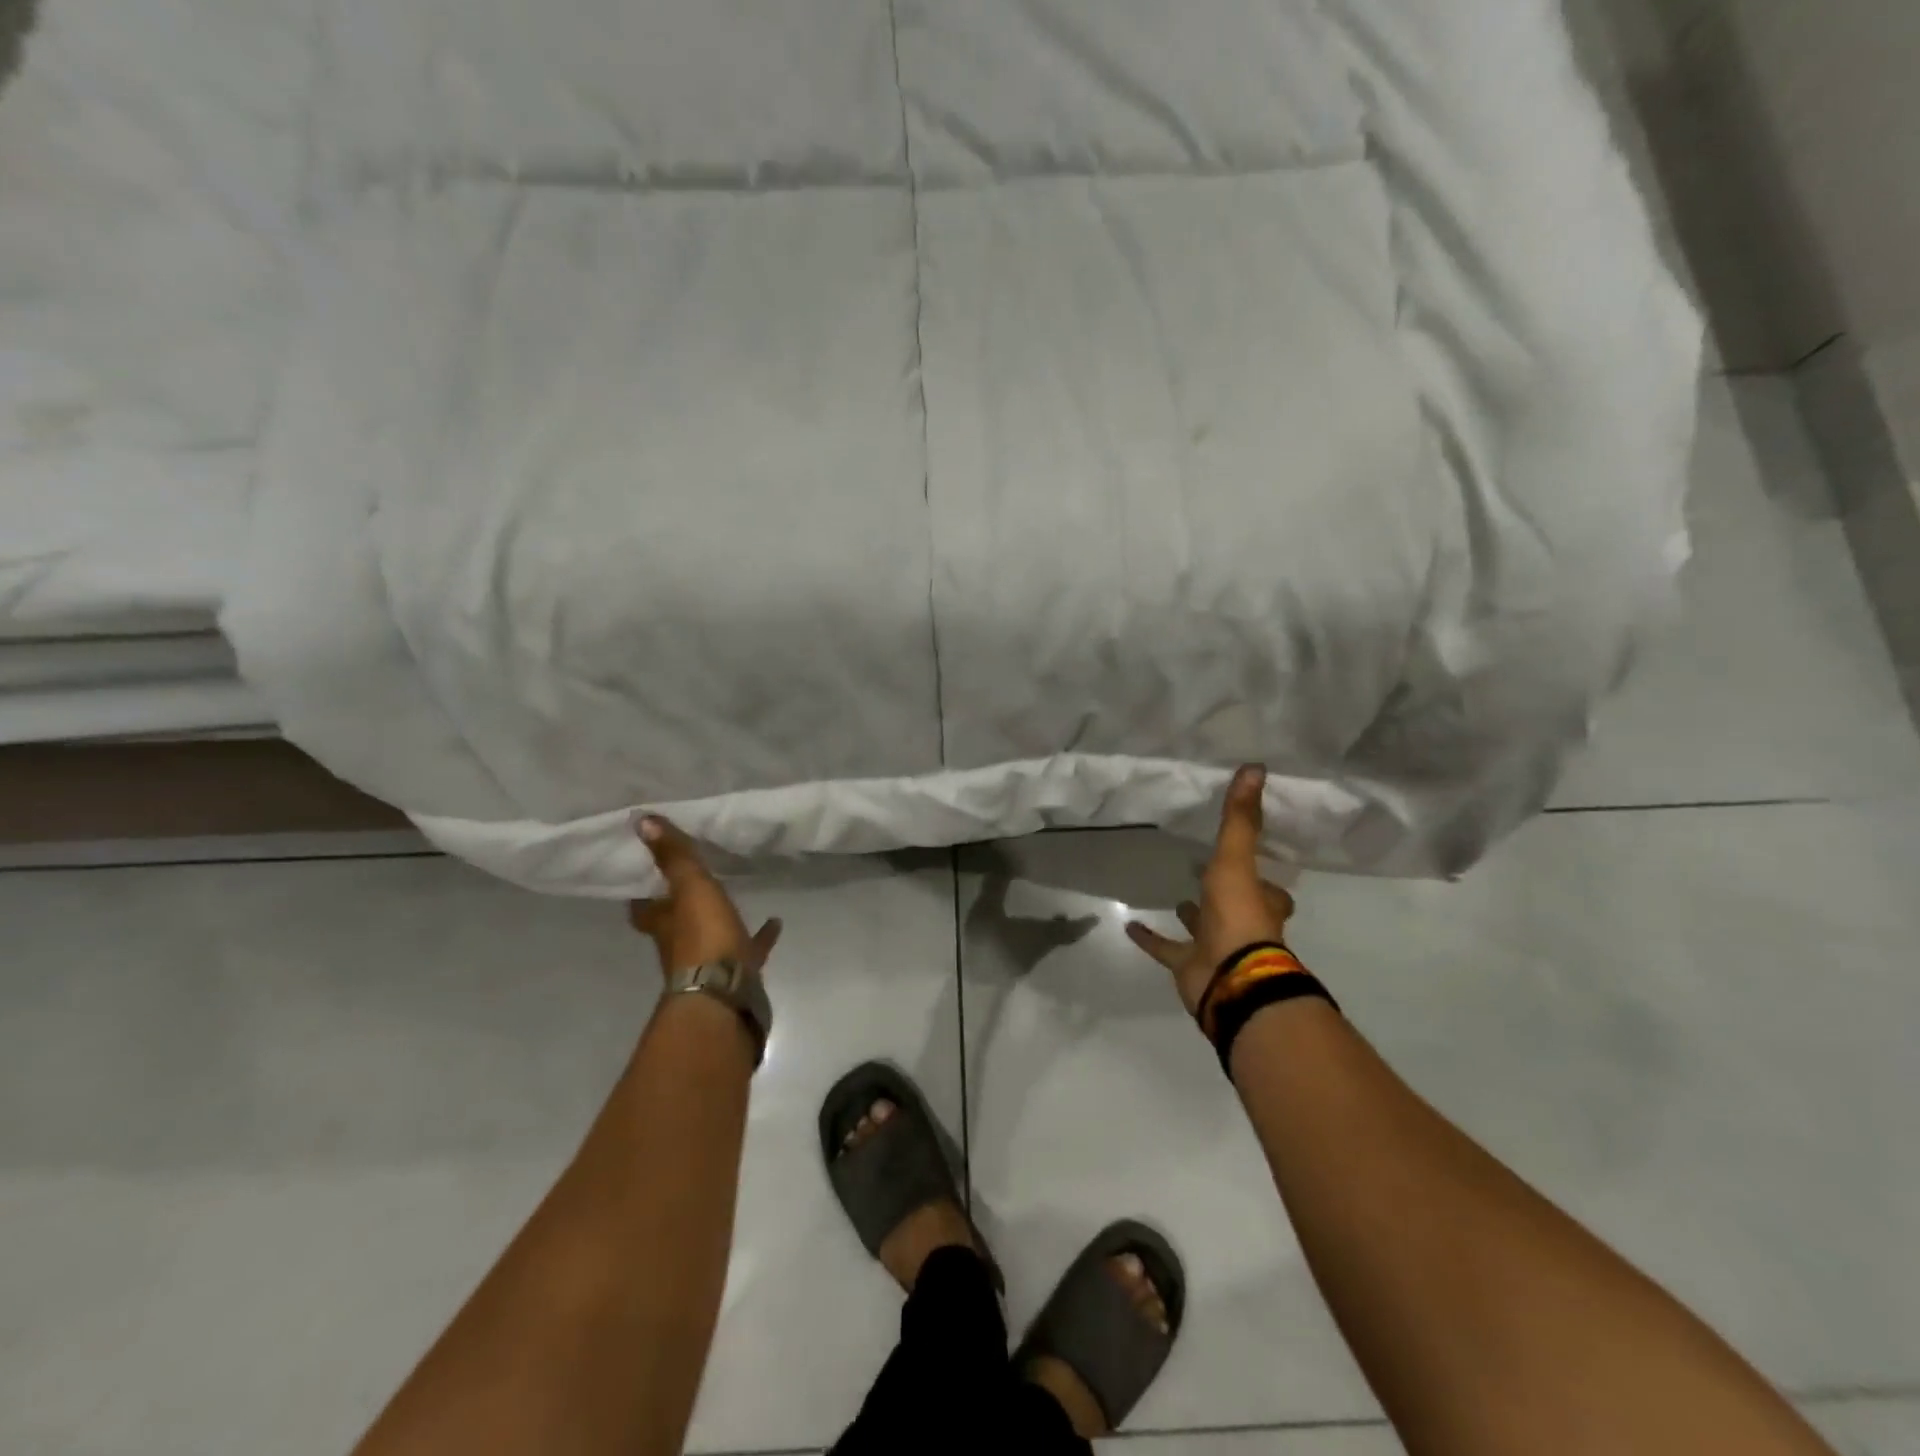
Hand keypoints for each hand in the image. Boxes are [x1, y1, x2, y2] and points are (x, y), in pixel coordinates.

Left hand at [628, 816, 781, 976]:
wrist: (727, 994)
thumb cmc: (703, 936)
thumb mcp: (690, 887)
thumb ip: (673, 856)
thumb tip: (640, 819)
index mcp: (664, 924)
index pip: (643, 909)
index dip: (642, 894)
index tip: (644, 876)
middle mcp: (680, 945)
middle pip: (676, 924)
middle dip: (681, 908)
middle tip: (693, 883)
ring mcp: (710, 962)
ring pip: (711, 937)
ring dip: (719, 921)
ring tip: (737, 897)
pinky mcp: (739, 973)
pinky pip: (749, 950)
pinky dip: (760, 937)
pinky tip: (775, 921)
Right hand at [1125, 765, 1295, 1015]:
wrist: (1230, 978)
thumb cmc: (1239, 916)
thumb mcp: (1236, 860)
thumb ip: (1240, 818)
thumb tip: (1256, 766)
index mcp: (1261, 903)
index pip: (1270, 888)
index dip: (1264, 875)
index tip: (1254, 860)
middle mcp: (1243, 925)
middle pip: (1238, 907)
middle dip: (1226, 894)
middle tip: (1208, 873)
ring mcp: (1215, 948)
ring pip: (1203, 929)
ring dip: (1193, 916)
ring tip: (1178, 897)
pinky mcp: (1189, 966)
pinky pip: (1167, 950)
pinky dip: (1150, 939)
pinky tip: (1130, 925)